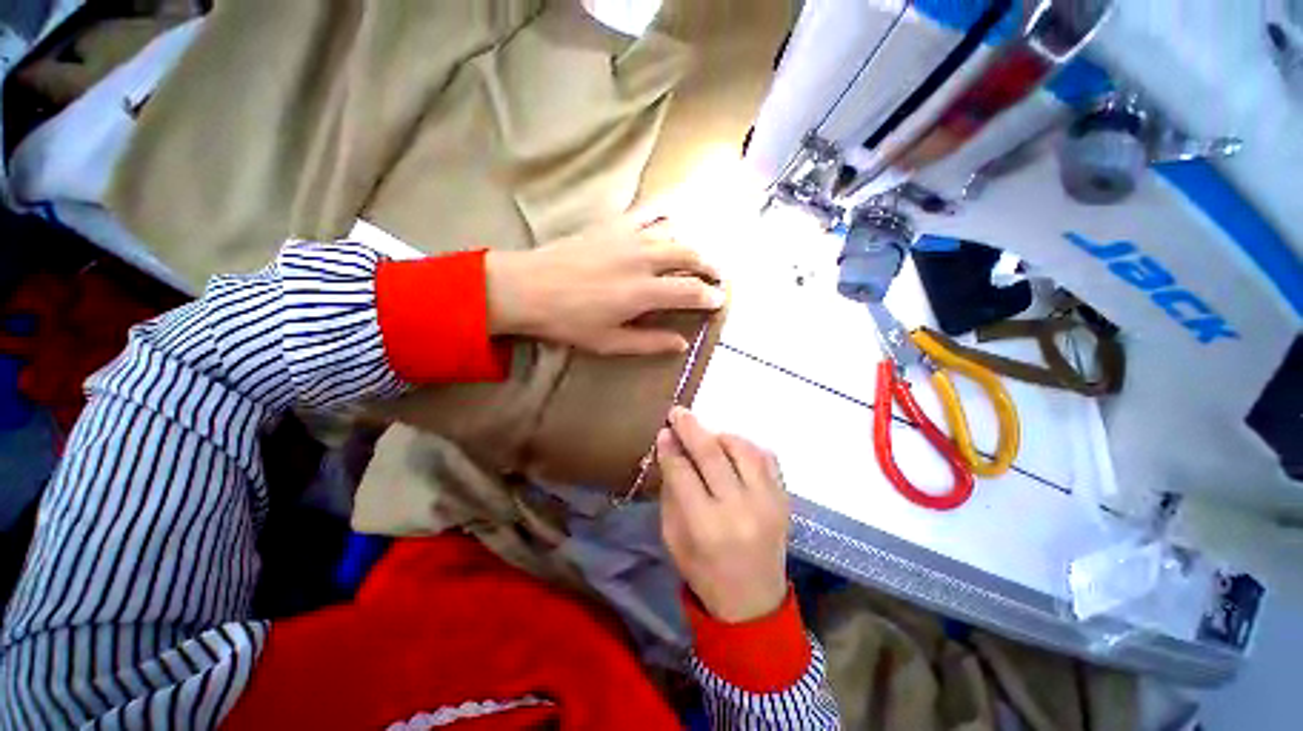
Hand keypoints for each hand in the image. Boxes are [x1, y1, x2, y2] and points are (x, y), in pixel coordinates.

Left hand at [484, 213, 723, 354]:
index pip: (691, 291)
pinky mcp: (613, 225)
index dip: (710, 296)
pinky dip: (666, 214)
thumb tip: (681, 343)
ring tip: (697, 256)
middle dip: (710, 266)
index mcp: (643, 292)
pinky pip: (648, 212)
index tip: (719, 300)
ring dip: (692, 245)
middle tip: (717, 276)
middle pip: (690, 255)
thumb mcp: (610, 342)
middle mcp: (643, 259)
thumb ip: (649, 342)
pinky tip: (672, 219)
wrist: (527, 287)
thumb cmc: (568, 321)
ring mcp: (628, 237)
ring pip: (674, 233)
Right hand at [657, 407, 790, 622]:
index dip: (670, 448)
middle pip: (712, 454)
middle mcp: (739, 509)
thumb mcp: (673, 537)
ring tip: (708, 436)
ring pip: (743, 449)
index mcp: (706, 526)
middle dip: (691, 428)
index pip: (683, 472)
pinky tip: (734, 450)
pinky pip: (767, 458)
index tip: (663, 432)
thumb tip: (669, 448)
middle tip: (678, 412)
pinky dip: (748, 447)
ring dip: (721, 435)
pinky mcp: (784, 499)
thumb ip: (671, 491)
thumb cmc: (704, 572)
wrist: (753, 602)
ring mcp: (767, 502)